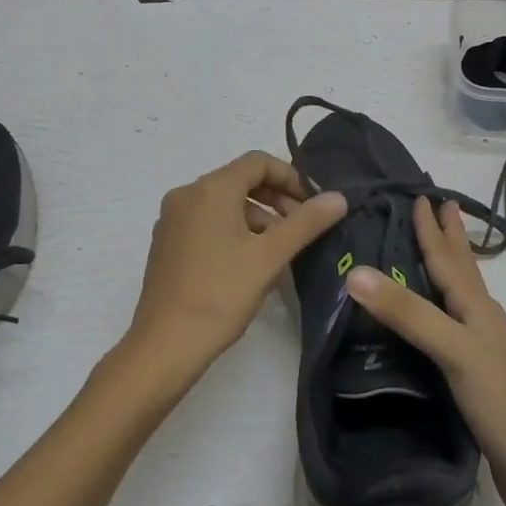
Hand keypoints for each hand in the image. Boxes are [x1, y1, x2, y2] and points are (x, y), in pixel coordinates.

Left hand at [120, 152, 346, 392]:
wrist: (166, 343)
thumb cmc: (221, 293)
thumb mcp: (270, 256)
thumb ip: (306, 222)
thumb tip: (338, 198)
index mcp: (210, 189)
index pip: (257, 162)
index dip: (291, 177)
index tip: (312, 205)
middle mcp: (186, 195)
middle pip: (240, 180)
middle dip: (276, 198)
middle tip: (301, 228)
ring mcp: (172, 220)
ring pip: (223, 203)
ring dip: (256, 217)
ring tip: (279, 250)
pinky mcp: (166, 243)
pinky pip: (206, 222)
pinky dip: (233, 230)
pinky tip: (249, 262)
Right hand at [344, 197, 505, 505]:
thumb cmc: (502, 404)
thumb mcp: (454, 352)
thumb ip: (408, 314)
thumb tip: (356, 271)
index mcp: (476, 308)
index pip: (448, 257)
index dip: (432, 228)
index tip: (421, 194)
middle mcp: (480, 320)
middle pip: (462, 269)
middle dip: (448, 237)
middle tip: (438, 204)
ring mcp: (481, 349)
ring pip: (459, 295)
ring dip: (447, 267)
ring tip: (434, 248)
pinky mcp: (474, 376)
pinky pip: (451, 326)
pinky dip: (438, 308)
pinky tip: (434, 318)